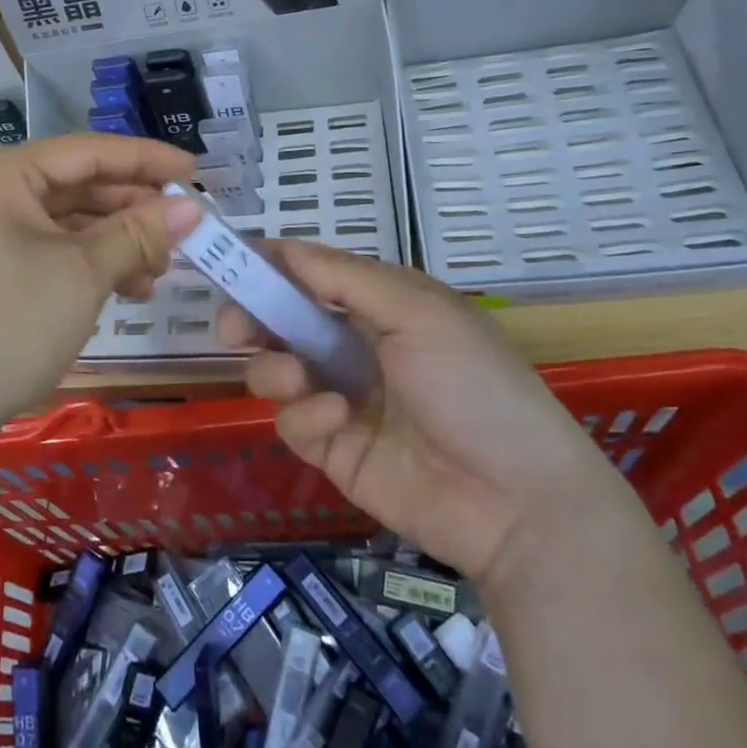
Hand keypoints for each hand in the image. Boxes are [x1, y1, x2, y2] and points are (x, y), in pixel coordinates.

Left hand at [0, 133, 201, 434]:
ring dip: (117, 242)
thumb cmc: (7, 324)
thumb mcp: (83, 273)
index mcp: (1, 175)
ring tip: (161, 270)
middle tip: (185, 229)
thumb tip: (192, 206)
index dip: (146, 160)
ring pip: (67, 223)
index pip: (87, 151)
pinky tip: (128, 289)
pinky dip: (90, 265)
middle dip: (133, 209)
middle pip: (77, 186)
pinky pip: (50, 252)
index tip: (195, 172)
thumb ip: (139, 232)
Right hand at [217, 241, 624, 592]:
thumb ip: (345, 278)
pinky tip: (337, 420)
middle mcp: (354, 345)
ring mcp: (340, 397)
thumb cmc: (473, 386)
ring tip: (296, 380)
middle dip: (251, 318)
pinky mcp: (331, 448)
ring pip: (275, 369)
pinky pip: (291, 421)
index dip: (271, 265)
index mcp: (379, 305)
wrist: (517, 501)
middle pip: (281, 321)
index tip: (229, 260)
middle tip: (231, 327)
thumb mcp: (418, 313)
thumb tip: (285, 247)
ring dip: (275, 368)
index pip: (312, 273)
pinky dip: (305, 416)